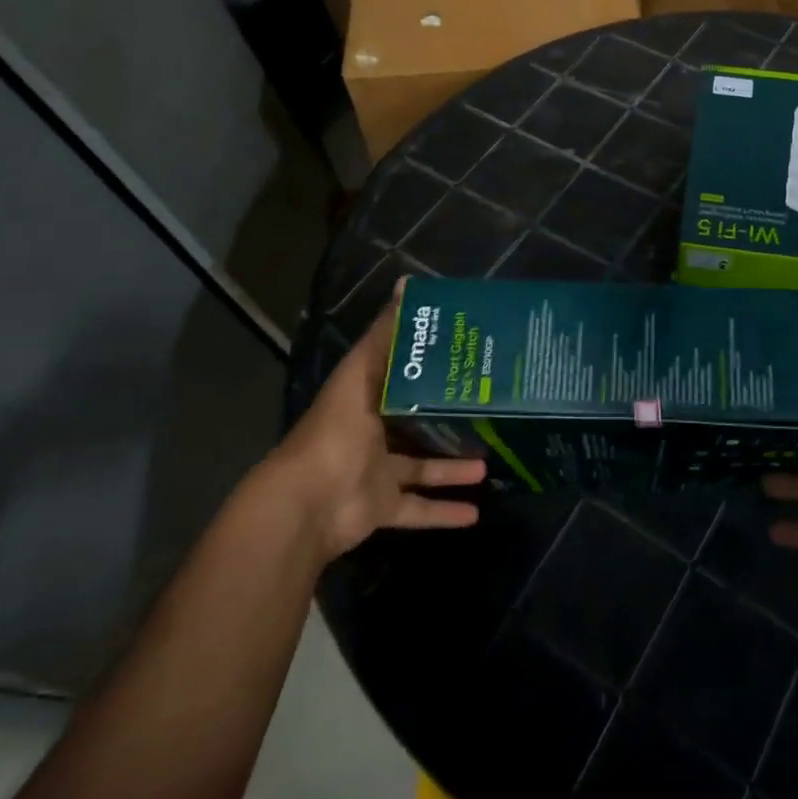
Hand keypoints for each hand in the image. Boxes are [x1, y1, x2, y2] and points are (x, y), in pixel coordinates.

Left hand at [272, 285, 486, 561]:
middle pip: (415, 422)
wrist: (306, 505)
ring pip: (423, 467)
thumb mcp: (361, 376)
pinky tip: (476, 514)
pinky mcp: (383, 507)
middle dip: (447, 418)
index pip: (400, 375)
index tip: (465, 355)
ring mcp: (377, 472)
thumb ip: (384, 337)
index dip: (429, 365)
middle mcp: (372, 432)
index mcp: (365, 398)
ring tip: (491, 462)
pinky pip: (419, 510)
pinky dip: (444, 512)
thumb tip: (405, 284)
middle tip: (487, 410)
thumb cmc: (336, 432)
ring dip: (454, 466)